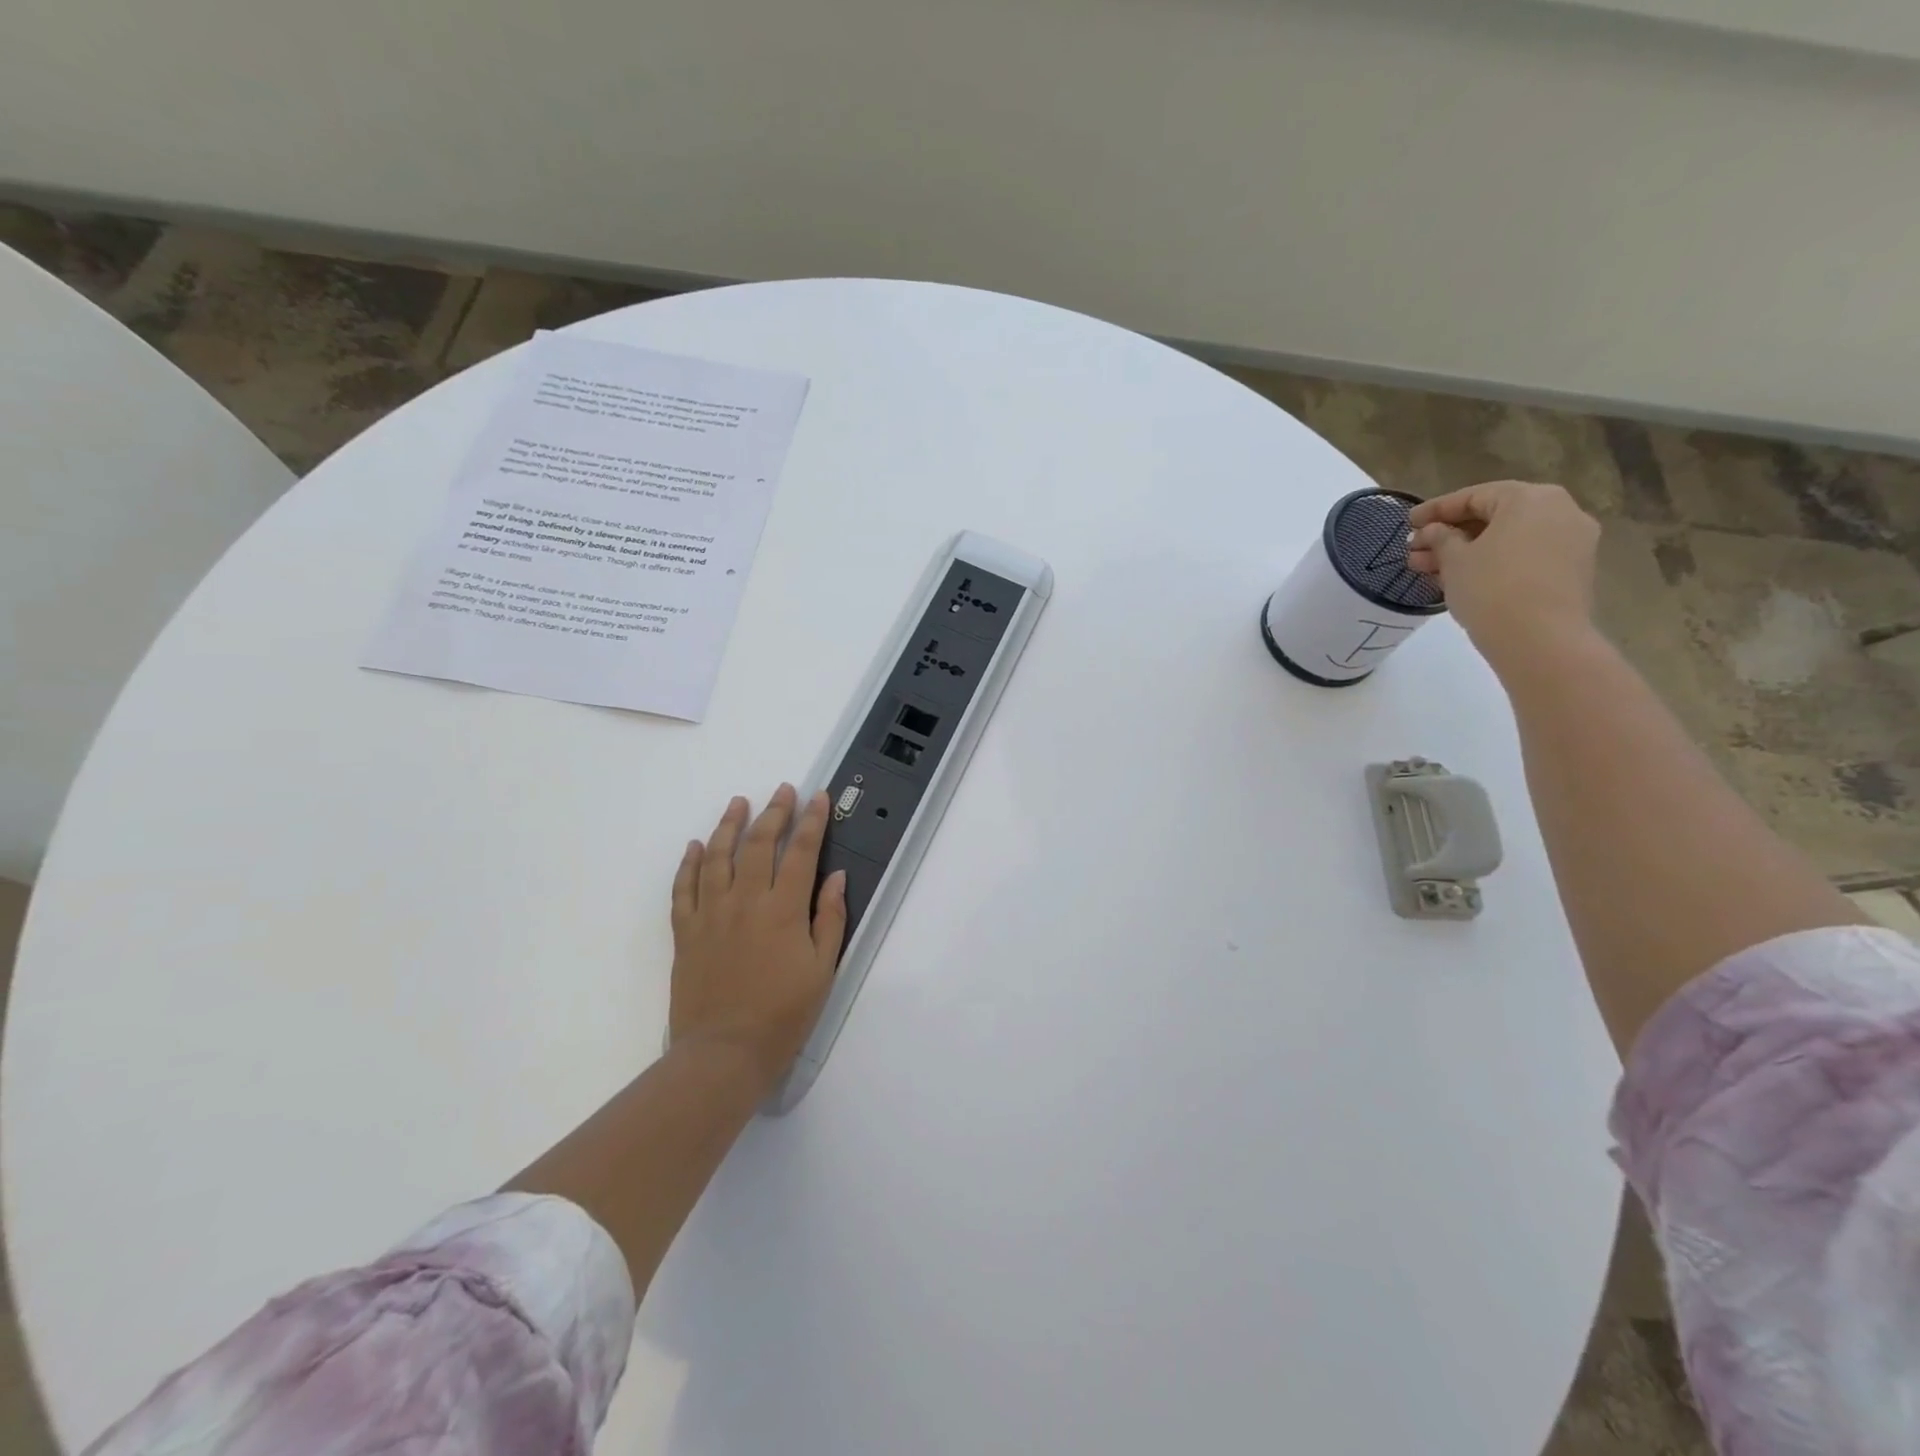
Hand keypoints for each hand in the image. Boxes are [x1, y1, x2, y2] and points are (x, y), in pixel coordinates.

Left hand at [668, 786, 846, 1091]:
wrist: (724, 1053)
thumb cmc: (783, 1014)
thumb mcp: (823, 969)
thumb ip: (830, 918)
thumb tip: (835, 876)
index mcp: (783, 910)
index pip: (801, 852)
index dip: (811, 821)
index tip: (818, 797)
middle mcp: (745, 901)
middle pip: (758, 845)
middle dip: (773, 813)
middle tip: (782, 791)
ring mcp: (711, 914)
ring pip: (718, 857)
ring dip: (729, 825)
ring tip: (738, 803)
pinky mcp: (685, 932)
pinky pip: (684, 888)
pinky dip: (689, 863)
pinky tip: (696, 846)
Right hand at [1407, 480, 1600, 671]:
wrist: (1540, 639)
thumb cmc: (1491, 588)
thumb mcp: (1454, 560)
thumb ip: (1440, 538)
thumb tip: (1433, 531)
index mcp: (1530, 498)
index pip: (1474, 496)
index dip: (1435, 510)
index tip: (1407, 524)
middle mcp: (1560, 510)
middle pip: (1494, 516)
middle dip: (1450, 534)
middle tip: (1415, 552)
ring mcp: (1572, 541)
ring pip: (1509, 538)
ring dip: (1468, 551)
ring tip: (1430, 571)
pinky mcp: (1572, 570)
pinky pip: (1525, 556)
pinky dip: (1493, 562)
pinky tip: (1463, 580)